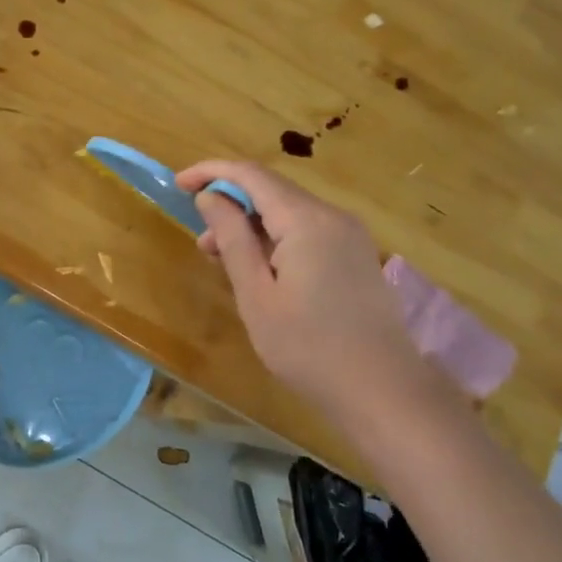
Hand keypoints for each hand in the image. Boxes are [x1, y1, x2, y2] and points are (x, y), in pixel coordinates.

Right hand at [177, 160, 448, 426]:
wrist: (382, 389)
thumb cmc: (308, 347)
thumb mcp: (256, 295)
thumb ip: (232, 239)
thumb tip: (210, 198)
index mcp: (306, 220)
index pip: (251, 175)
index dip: (212, 172)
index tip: (179, 184)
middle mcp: (332, 216)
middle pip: (272, 190)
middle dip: (231, 204)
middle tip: (201, 241)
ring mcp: (349, 235)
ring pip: (289, 212)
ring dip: (251, 225)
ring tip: (221, 260)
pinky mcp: (355, 255)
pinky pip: (307, 231)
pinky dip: (275, 239)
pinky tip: (259, 270)